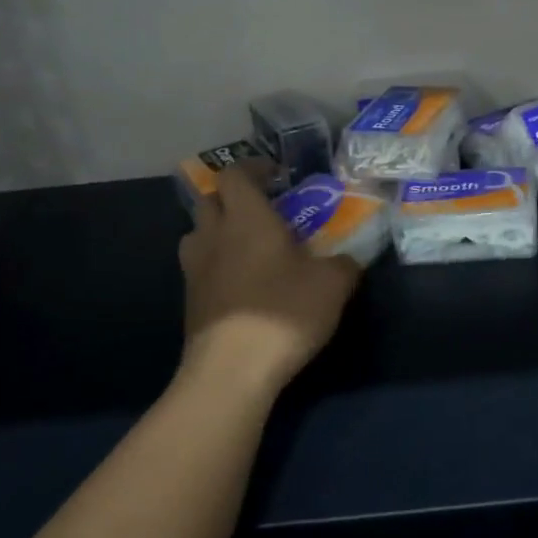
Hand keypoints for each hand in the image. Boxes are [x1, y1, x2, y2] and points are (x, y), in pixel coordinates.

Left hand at [178, 164, 360, 395]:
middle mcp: (214, 235)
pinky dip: (218, 264)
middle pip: (210, 199)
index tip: (278, 176)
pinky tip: (244, 284)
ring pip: (198, 234)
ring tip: (250, 246)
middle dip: (234, 198)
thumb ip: (344, 263)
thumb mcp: (333, 283)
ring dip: (219, 231)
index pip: (235, 173)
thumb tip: (347, 259)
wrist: (232, 370)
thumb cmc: (284, 311)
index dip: (254, 168)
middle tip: (265, 210)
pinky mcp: (190, 301)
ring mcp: (195, 270)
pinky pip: (200, 267)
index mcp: (247, 218)